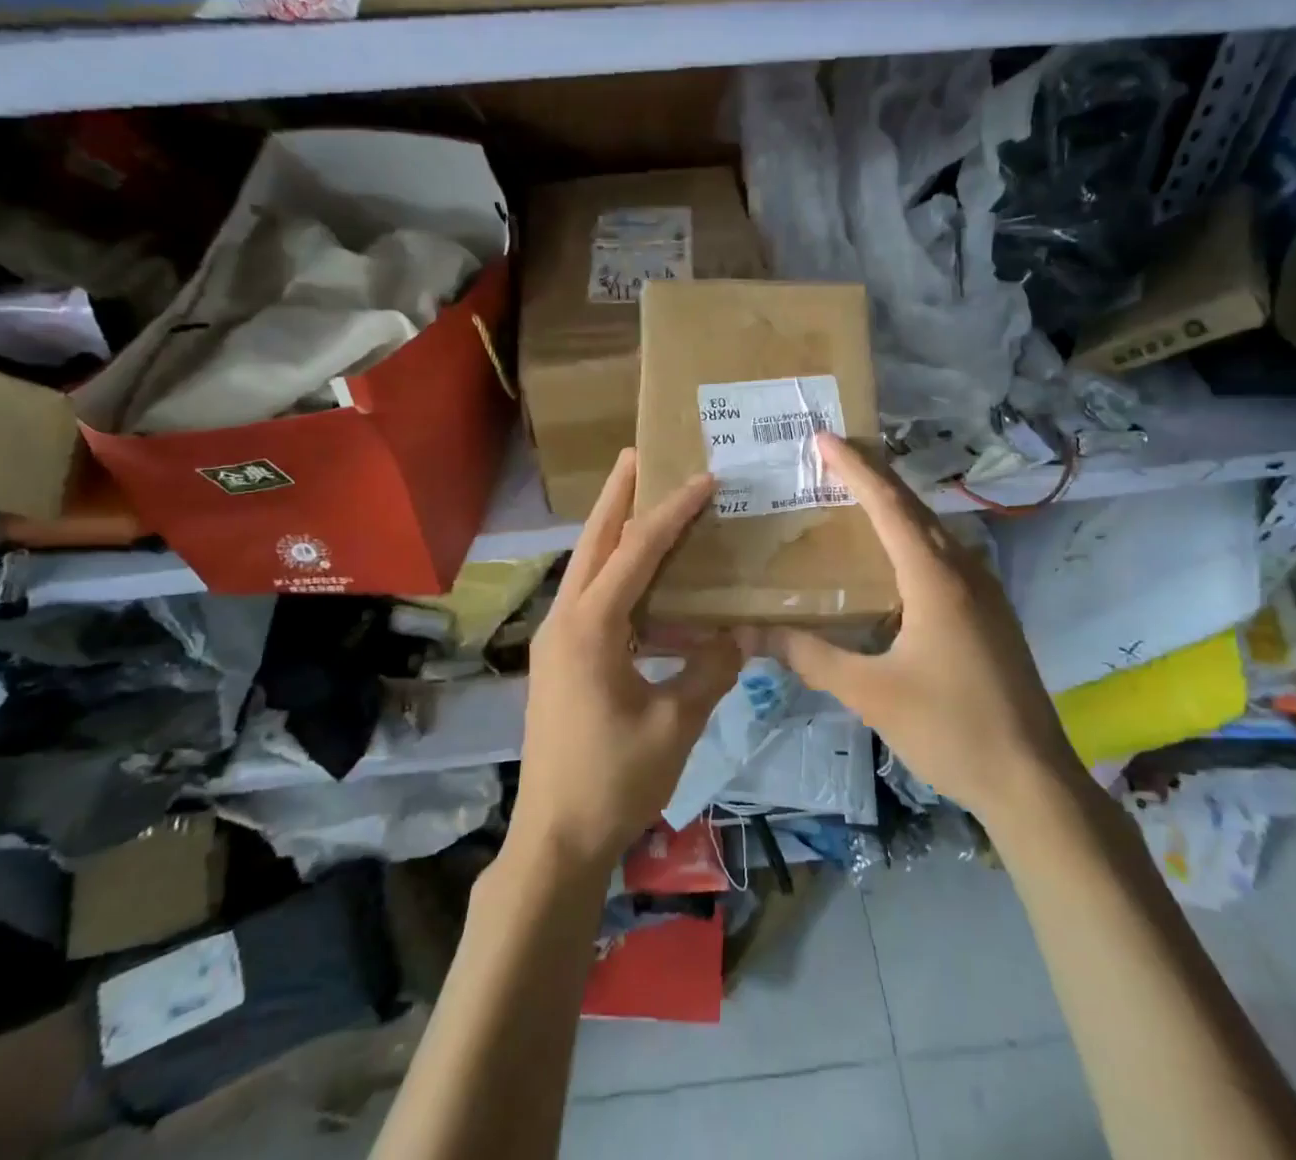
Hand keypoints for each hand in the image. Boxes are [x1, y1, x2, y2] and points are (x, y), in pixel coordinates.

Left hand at [509, 449, 740, 876]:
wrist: (555, 839)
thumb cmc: (614, 779)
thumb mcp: (676, 723)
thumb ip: (711, 670)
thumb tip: (741, 633)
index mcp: (590, 627)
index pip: (635, 552)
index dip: (671, 513)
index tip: (703, 480)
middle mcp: (564, 621)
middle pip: (592, 542)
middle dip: (616, 496)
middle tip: (635, 456)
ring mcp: (556, 641)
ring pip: (586, 569)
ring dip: (611, 532)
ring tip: (640, 503)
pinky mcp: (559, 661)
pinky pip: (588, 599)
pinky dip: (613, 575)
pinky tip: (641, 582)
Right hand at [757, 434, 1079, 818]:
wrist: (1033, 779)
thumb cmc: (949, 729)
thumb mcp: (870, 693)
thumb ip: (810, 657)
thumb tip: (750, 633)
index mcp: (934, 578)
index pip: (888, 506)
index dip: (854, 468)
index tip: (824, 438)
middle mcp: (964, 570)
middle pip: (913, 507)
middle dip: (872, 475)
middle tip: (832, 454)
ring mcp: (984, 590)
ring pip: (933, 530)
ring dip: (895, 506)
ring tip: (854, 495)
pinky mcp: (990, 613)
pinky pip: (945, 555)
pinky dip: (912, 537)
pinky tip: (893, 556)